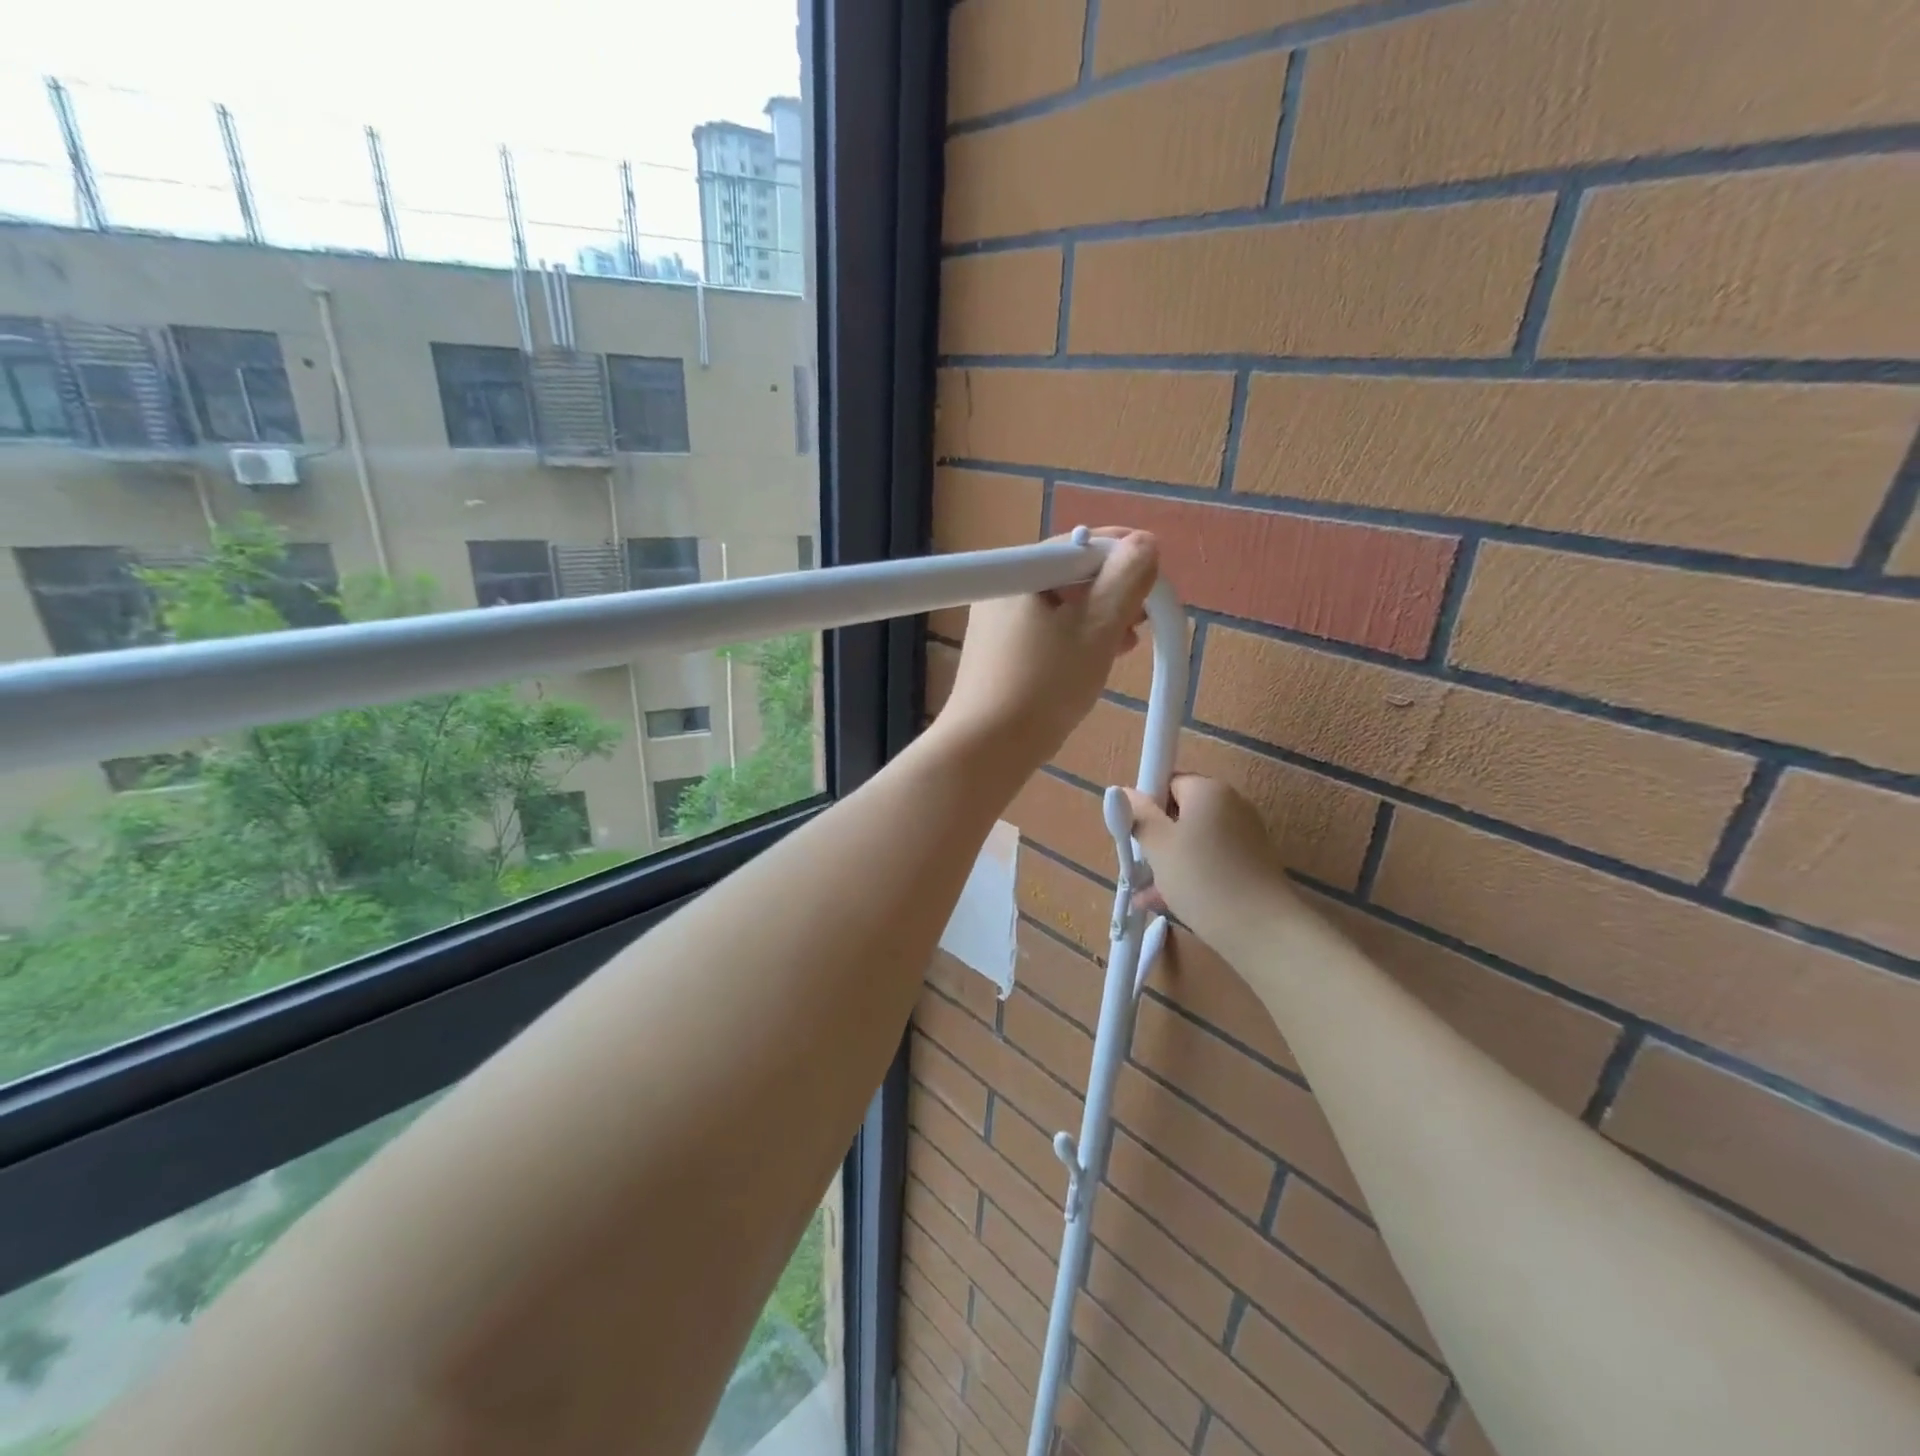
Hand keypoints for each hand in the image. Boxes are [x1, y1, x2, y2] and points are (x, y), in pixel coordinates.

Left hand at [935, 529, 1158, 777]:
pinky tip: (1095, 659)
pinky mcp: (997, 655)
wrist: (987, 748)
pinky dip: (1074, 639)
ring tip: (1127, 643)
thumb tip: (1143, 544)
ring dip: (1097, 618)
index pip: (1078, 545)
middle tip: (1143, 617)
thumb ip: (1125, 580)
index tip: (1153, 578)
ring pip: (1058, 607)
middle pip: (1067, 575)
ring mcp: (995, 624)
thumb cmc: (1045, 684)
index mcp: (1020, 573)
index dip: (1121, 555)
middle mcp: (1001, 590)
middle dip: (1112, 591)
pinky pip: (1044, 633)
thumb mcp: (1097, 628)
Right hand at [1122, 775, 1298, 940]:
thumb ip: (1138, 815)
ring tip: (1146, 893)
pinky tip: (1166, 902)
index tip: (1136, 833)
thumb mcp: (1158, 845)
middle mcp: (1232, 805)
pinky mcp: (1253, 865)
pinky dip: (1191, 875)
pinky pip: (1211, 861)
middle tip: (1139, 865)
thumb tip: (1125, 792)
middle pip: (1182, 812)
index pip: (1169, 782)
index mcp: (1209, 790)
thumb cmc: (1201, 877)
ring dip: (1170, 862)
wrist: (1262, 929)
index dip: (1148, 805)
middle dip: (1157, 838)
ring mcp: (1246, 836)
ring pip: (1195, 842)